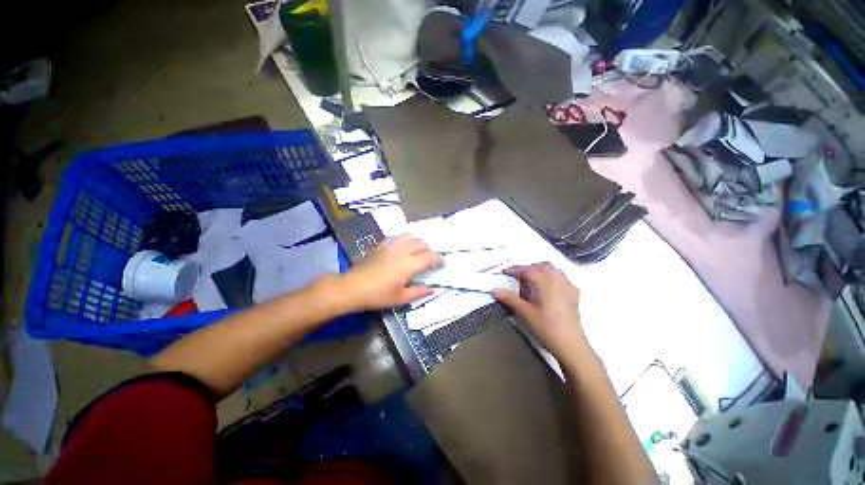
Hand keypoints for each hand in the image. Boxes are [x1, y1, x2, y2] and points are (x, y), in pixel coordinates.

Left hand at [338, 235, 441, 311]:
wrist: (353, 287)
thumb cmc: (378, 295)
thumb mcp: (400, 298)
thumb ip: (418, 292)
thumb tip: (431, 289)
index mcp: (410, 264)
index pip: (429, 257)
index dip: (438, 259)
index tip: (441, 263)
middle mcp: (403, 251)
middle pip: (421, 244)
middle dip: (429, 250)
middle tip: (430, 259)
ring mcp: (391, 245)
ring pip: (410, 237)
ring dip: (418, 242)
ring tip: (418, 250)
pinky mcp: (382, 244)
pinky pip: (397, 236)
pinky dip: (405, 239)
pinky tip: (403, 246)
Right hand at [493, 262, 587, 360]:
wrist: (571, 345)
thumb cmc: (547, 327)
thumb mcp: (526, 313)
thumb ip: (510, 299)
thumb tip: (495, 289)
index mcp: (546, 282)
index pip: (528, 270)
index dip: (515, 270)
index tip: (504, 272)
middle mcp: (558, 280)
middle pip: (542, 266)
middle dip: (528, 268)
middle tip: (517, 276)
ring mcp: (568, 286)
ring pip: (553, 270)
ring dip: (541, 270)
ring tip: (530, 279)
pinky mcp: (574, 295)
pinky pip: (562, 278)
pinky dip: (552, 277)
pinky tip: (547, 288)